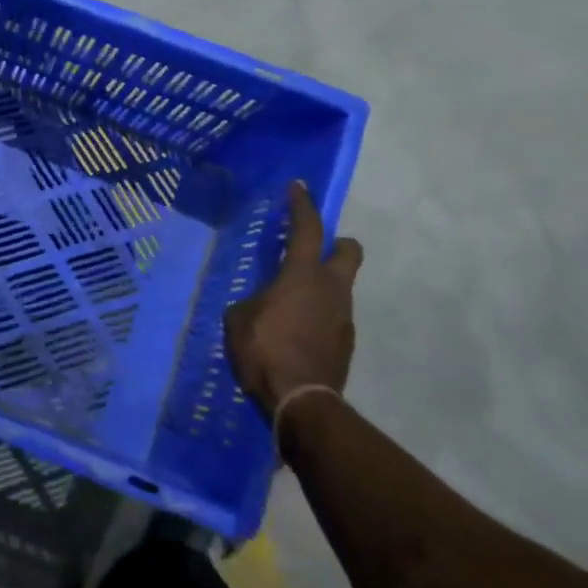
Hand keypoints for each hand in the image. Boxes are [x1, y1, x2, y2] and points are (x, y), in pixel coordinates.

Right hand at [223, 181, 363, 412]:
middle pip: (349, 251)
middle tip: (311, 251)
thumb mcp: (238, 319)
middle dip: (337, 244)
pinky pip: (333, 316)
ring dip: (320, 287)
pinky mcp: (345, 342)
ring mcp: (344, 316)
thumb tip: (258, 305)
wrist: (301, 401)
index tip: (299, 187)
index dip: (302, 205)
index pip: (308, 228)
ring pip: (340, 287)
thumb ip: (251, 303)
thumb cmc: (264, 350)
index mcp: (303, 274)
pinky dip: (317, 316)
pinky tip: (294, 334)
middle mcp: (332, 288)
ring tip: (289, 306)